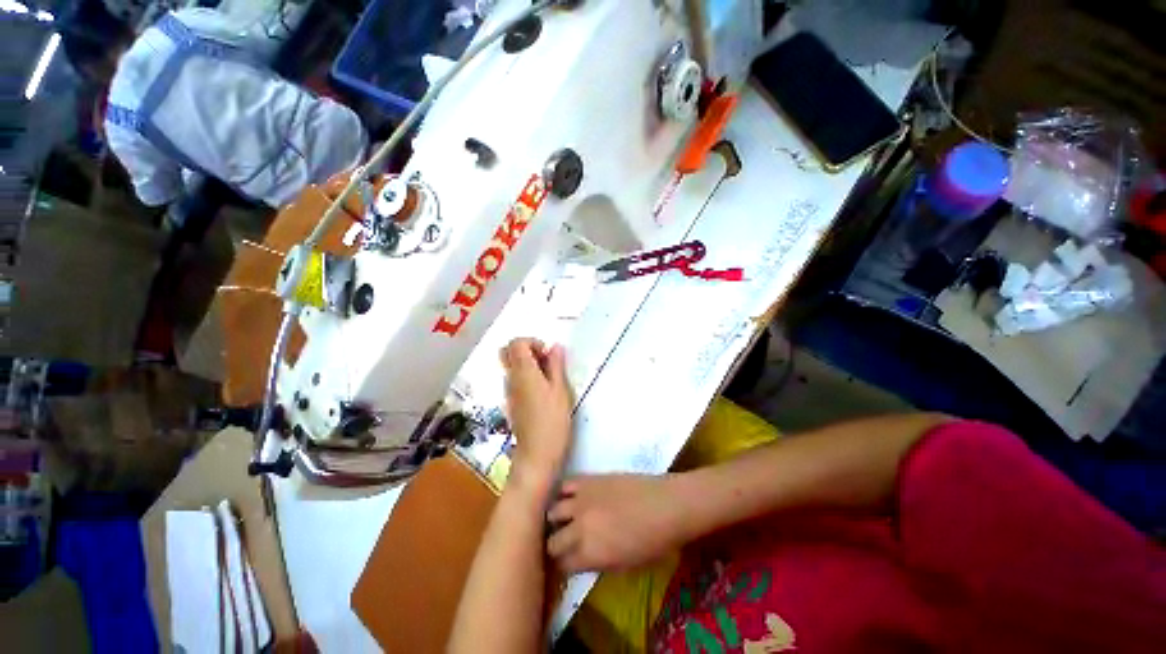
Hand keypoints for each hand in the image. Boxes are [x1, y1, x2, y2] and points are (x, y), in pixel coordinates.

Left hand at [501, 339, 573, 485]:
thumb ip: (556, 366)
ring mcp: (509, 391)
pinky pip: (515, 380)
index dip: (532, 342)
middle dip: (527, 350)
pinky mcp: (512, 402)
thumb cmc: (552, 422)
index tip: (547, 354)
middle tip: (545, 361)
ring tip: (549, 378)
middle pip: (507, 352)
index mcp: (523, 372)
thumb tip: (555, 346)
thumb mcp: (561, 391)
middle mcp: (511, 379)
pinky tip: (543, 392)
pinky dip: (526, 377)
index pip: (516, 343)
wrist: (536, 455)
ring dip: (528, 364)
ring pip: (511, 366)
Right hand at [547, 474, 684, 572]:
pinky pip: (564, 485)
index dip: (561, 566)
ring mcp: (582, 500)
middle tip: (561, 543)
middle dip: (554, 545)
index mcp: (590, 554)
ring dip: (554, 518)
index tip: (563, 563)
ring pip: (552, 511)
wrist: (666, 505)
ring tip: (561, 519)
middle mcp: (579, 528)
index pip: (561, 565)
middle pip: (551, 541)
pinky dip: (561, 493)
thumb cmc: (654, 542)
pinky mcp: (588, 480)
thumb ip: (598, 563)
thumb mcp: (626, 565)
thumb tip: (582, 559)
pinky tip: (566, 497)